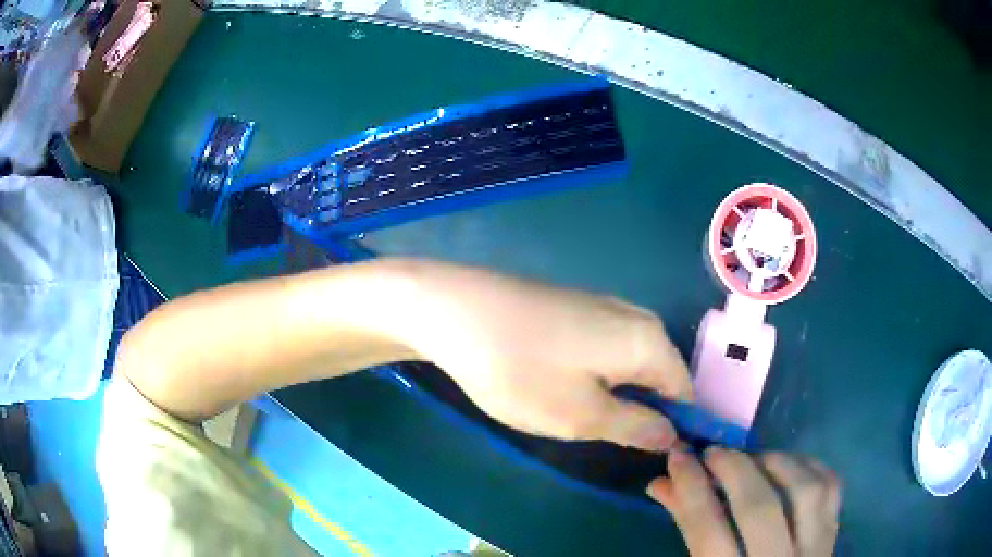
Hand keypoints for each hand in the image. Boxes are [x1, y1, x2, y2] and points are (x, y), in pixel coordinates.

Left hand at [392, 261, 693, 451]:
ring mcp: (604, 307)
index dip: (675, 427)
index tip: (651, 458)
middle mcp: (636, 316)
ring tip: (578, 416)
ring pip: (629, 365)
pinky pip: (605, 351)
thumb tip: (673, 434)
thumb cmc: (520, 370)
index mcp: (649, 340)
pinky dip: (595, 377)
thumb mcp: (582, 415)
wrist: (454, 311)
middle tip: (604, 439)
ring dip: (615, 397)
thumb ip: (636, 426)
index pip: (685, 391)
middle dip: (641, 412)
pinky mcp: (576, 307)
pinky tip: (560, 387)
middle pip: (659, 376)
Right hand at [648, 449, 840, 556]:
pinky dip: (810, 466)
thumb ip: (689, 530)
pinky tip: (790, 463)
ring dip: (776, 462)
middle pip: (759, 509)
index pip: (708, 533)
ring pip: (804, 492)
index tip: (678, 455)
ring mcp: (813, 550)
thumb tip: (663, 483)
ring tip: (754, 457)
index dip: (691, 489)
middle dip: (734, 469)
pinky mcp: (834, 535)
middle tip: (714, 452)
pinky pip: (831, 488)